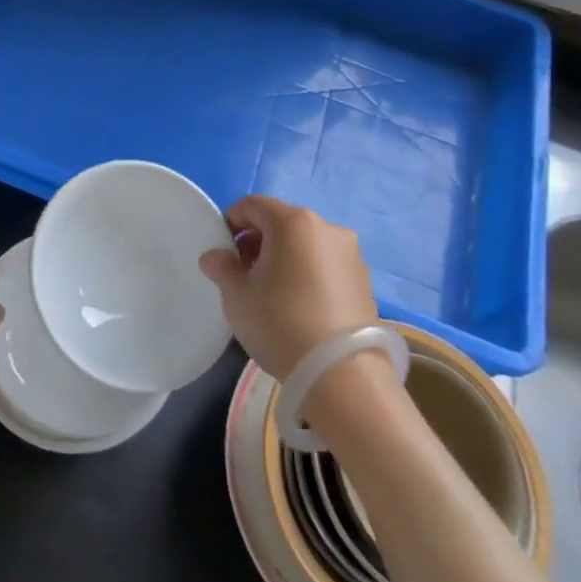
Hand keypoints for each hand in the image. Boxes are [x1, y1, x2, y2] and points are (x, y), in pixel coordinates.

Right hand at [199, 196, 378, 380]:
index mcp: (293, 222)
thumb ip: (222, 268)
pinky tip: (300, 305)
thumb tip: (215, 257)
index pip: (252, 205)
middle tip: (245, 274)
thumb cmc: (281, 324)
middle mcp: (326, 227)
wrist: (343, 376)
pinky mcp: (365, 279)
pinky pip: (325, 263)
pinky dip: (307, 272)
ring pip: (305, 242)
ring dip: (284, 256)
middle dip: (258, 241)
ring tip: (273, 293)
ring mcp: (351, 253)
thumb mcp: (237, 297)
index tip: (224, 253)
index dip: (231, 223)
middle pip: (281, 221)